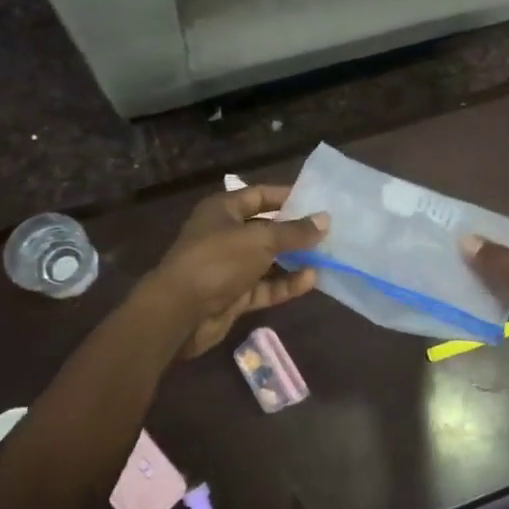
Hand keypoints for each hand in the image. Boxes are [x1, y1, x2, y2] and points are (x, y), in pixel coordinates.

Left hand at [148, 186, 327, 358]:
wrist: (179, 313)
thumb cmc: (218, 260)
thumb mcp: (261, 240)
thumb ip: (295, 231)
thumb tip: (325, 219)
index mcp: (223, 210)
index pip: (260, 195)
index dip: (287, 196)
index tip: (317, 200)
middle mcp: (225, 234)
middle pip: (266, 228)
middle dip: (295, 231)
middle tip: (329, 231)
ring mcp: (229, 266)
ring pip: (268, 260)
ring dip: (294, 260)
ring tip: (327, 257)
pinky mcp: (233, 295)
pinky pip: (265, 286)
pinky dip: (285, 284)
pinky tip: (311, 281)